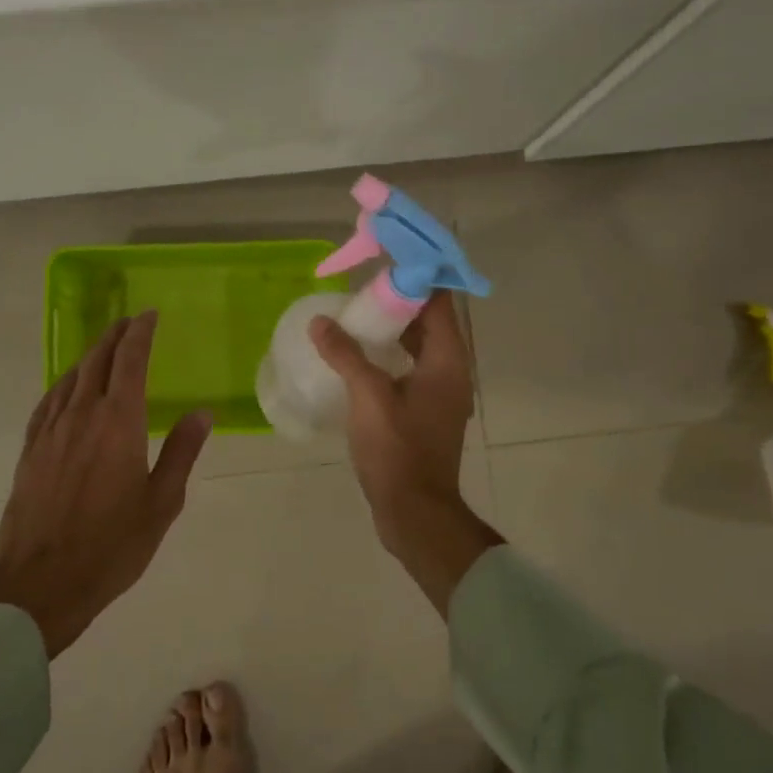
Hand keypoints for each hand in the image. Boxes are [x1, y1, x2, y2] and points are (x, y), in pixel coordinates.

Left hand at [0, 312, 211, 656]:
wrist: (41, 582)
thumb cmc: (111, 546)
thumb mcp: (161, 503)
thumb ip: (181, 452)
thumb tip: (202, 413)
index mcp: (119, 423)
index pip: (130, 361)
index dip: (140, 333)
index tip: (148, 315)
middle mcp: (82, 416)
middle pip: (97, 361)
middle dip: (114, 336)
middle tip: (129, 322)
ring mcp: (51, 432)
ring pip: (71, 378)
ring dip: (90, 356)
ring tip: (103, 347)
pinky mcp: (30, 450)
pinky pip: (48, 402)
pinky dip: (63, 384)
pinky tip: (67, 387)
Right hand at [310, 294, 501, 614]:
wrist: (414, 512)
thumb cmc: (397, 451)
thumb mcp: (368, 398)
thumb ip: (346, 356)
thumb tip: (322, 323)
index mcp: (447, 362)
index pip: (439, 302)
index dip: (416, 277)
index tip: (386, 260)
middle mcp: (451, 372)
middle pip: (430, 322)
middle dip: (399, 301)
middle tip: (361, 287)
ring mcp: (439, 395)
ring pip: (420, 347)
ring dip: (393, 329)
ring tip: (355, 316)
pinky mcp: (425, 414)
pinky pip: (410, 370)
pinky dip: (390, 356)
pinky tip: (358, 358)